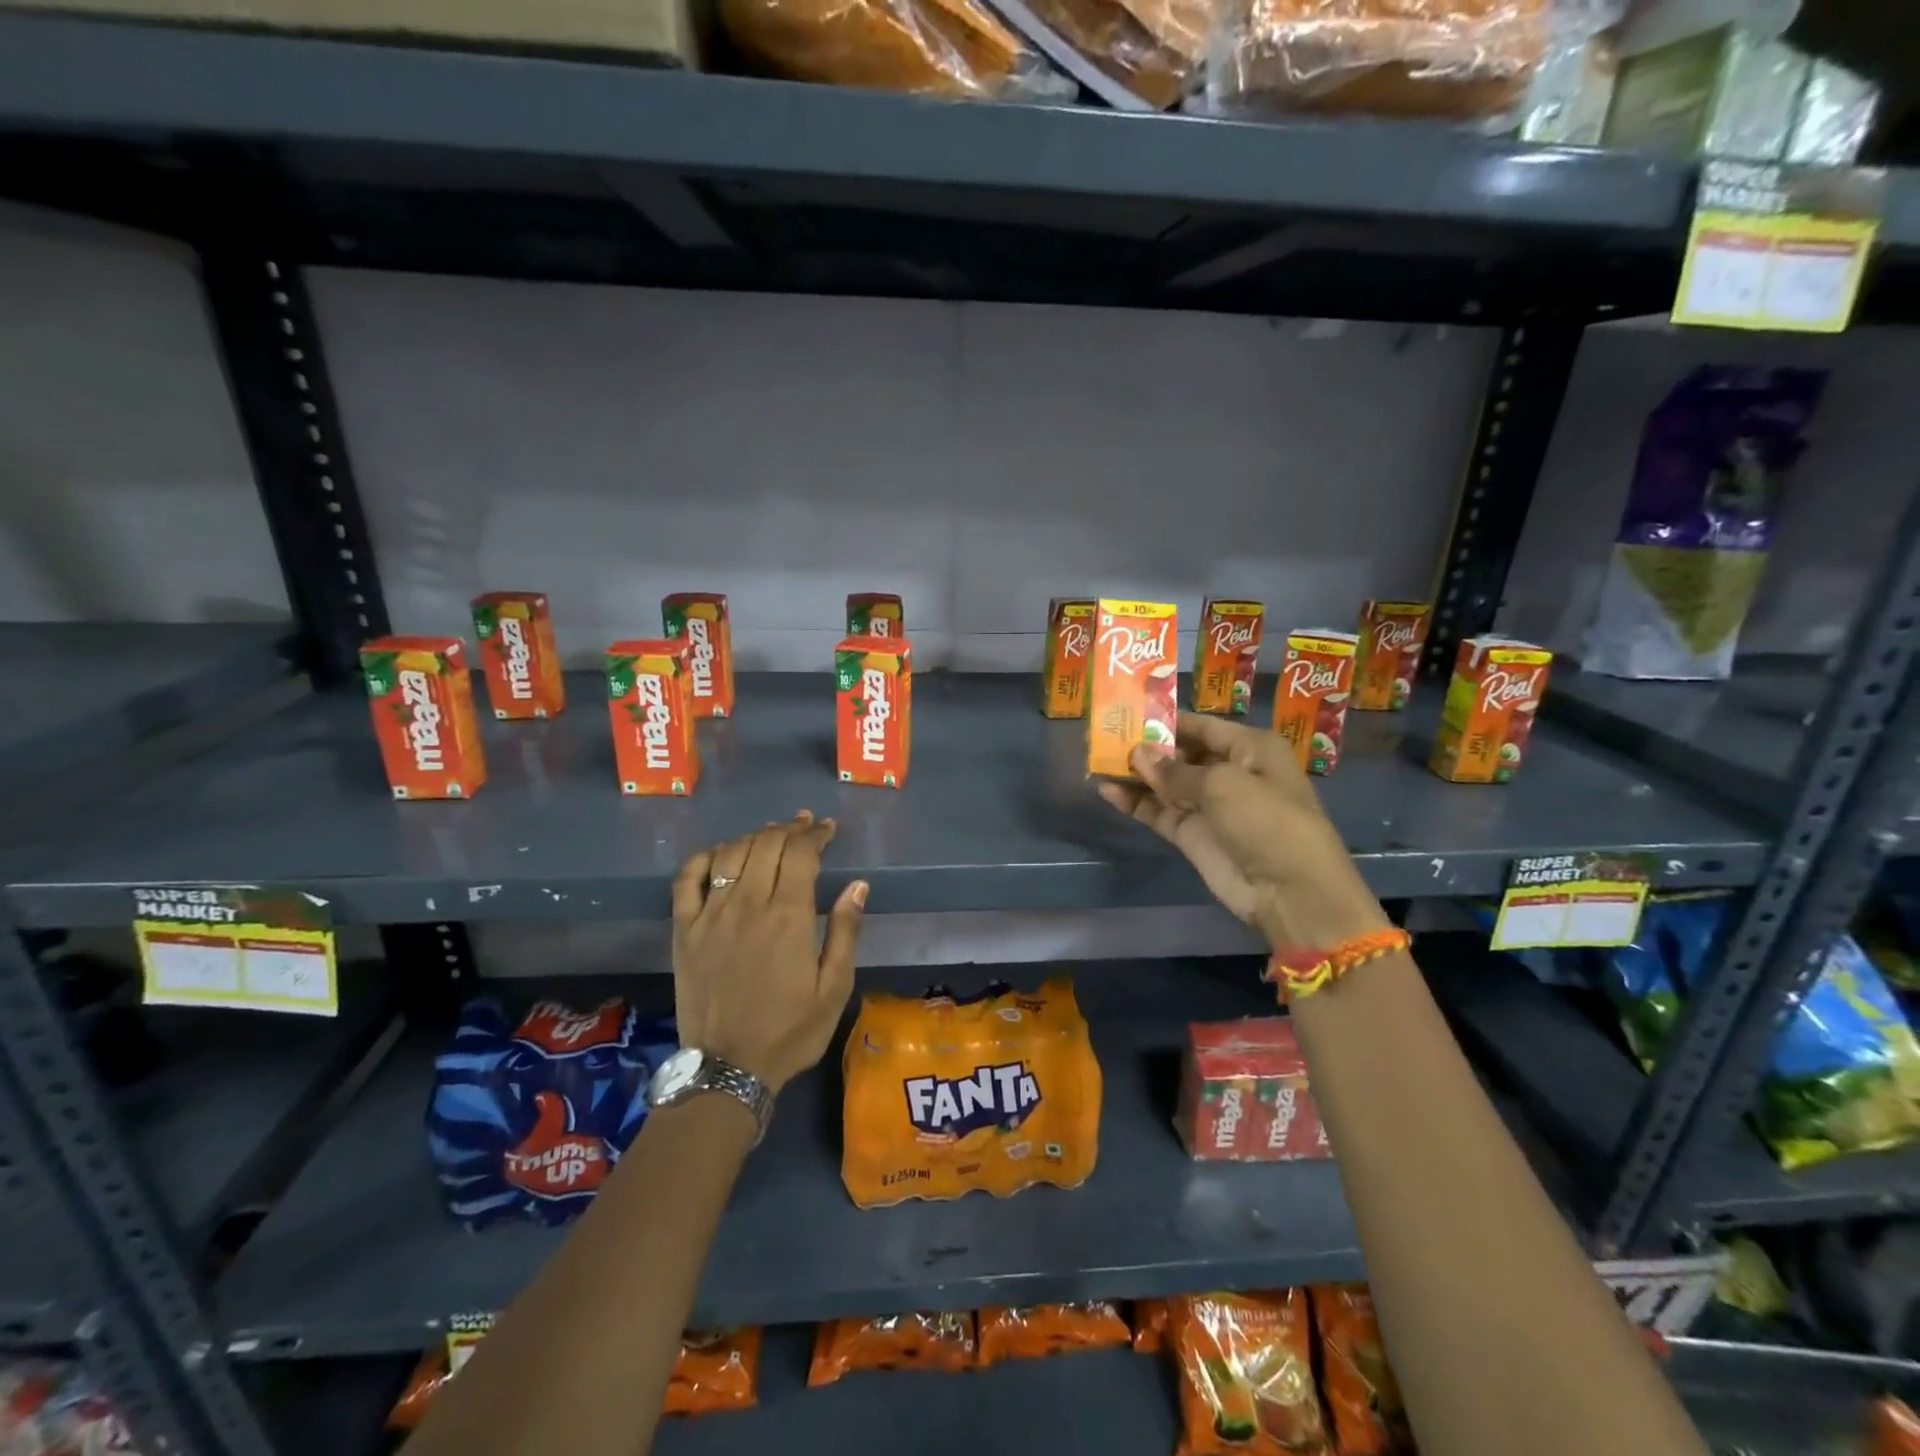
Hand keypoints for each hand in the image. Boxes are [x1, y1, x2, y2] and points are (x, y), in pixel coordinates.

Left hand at [671, 811, 866, 1092]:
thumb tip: (858, 885)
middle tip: (804, 826)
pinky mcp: (683, 930)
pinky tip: (719, 855)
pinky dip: (704, 858)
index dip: (816, 834)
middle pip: (766, 844)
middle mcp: (748, 904)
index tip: (827, 829)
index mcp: (788, 916)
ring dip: (753, 837)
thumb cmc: (790, 1030)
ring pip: (729, 853)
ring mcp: (710, 915)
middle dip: (789, 828)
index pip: (801, 853)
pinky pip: (686, 879)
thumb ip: (846, 932)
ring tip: (769, 835)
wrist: (728, 1069)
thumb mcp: (834, 988)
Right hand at [1098, 713, 1388, 950]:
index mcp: (1250, 748)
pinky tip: (1106, 790)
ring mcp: (1208, 805)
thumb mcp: (1222, 784)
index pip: (1201, 726)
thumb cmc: (1267, 820)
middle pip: (1180, 753)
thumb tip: (1136, 754)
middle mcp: (1229, 771)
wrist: (1289, 891)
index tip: (1127, 712)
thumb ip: (1174, 770)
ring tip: (1096, 760)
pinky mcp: (1191, 833)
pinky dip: (1134, 802)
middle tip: (1103, 735)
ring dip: (1134, 774)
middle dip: (1145, 746)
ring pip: (1164, 782)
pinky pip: (1158, 811)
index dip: (1166, 720)